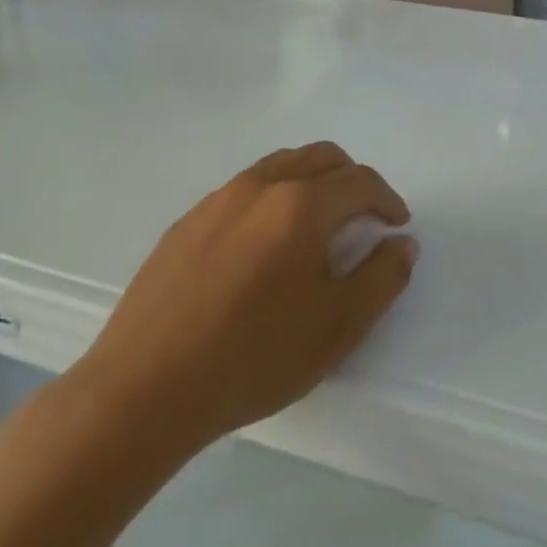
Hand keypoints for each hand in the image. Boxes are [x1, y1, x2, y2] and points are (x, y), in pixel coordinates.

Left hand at [73, 143, 416, 453]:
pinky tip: (264, 248)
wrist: (143, 389)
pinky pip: (244, 191)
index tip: (397, 226)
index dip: (388, 200)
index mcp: (301, 203)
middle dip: (352, 180)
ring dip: (312, 183)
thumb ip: (382, 277)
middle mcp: (260, 185)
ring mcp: (217, 200)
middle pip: (321, 157)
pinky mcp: (186, 222)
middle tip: (365, 218)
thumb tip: (402, 243)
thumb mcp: (337, 326)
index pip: (360, 182)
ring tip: (318, 227)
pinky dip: (273, 199)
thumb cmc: (253, 356)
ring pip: (280, 167)